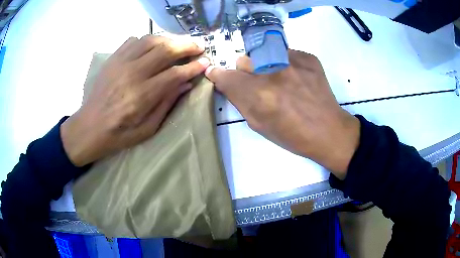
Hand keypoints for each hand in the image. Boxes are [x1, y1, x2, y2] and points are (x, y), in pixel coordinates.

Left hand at [61, 36, 209, 166]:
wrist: (89, 127)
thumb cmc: (118, 134)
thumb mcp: (147, 129)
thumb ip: (166, 104)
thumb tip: (185, 84)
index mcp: (142, 95)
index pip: (174, 74)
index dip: (193, 67)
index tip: (205, 62)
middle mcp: (132, 73)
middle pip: (165, 50)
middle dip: (186, 46)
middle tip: (198, 47)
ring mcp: (120, 63)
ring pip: (150, 40)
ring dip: (169, 40)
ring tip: (178, 45)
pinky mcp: (113, 59)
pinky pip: (134, 40)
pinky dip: (148, 40)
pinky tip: (153, 47)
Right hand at [206, 50, 359, 178]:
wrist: (328, 130)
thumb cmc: (292, 135)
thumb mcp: (259, 125)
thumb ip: (240, 101)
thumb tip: (227, 83)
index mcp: (258, 94)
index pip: (225, 75)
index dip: (219, 76)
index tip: (219, 76)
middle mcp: (272, 72)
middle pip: (243, 60)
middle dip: (245, 73)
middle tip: (259, 85)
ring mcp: (292, 61)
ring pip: (263, 54)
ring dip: (264, 65)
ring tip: (280, 80)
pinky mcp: (307, 57)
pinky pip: (285, 53)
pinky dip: (284, 64)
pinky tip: (297, 78)